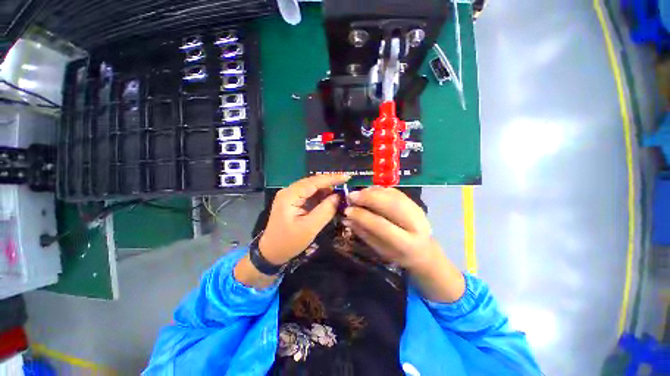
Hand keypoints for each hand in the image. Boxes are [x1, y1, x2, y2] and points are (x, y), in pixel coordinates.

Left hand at [259, 174, 350, 264]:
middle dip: (330, 182)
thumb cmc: (289, 242)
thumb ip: (325, 211)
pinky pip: (310, 194)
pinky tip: (330, 199)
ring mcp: (291, 195)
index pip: (313, 182)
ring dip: (327, 189)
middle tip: (347, 184)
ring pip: (312, 187)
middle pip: (313, 182)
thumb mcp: (310, 228)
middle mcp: (289, 191)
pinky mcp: (293, 201)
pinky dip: (321, 196)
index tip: (347, 177)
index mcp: (290, 195)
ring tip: (341, 193)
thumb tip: (339, 196)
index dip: (331, 178)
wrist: (271, 252)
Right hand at [343, 187, 434, 269]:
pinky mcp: (414, 202)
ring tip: (358, 194)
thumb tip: (347, 218)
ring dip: (372, 192)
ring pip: (393, 195)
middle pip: (390, 205)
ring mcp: (417, 210)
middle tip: (351, 196)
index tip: (347, 210)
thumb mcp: (380, 249)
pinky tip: (368, 191)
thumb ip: (364, 233)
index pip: (382, 226)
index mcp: (406, 243)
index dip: (363, 216)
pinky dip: (379, 189)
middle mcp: (416, 224)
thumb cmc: (398, 255)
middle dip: (368, 198)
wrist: (423, 250)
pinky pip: (394, 191)